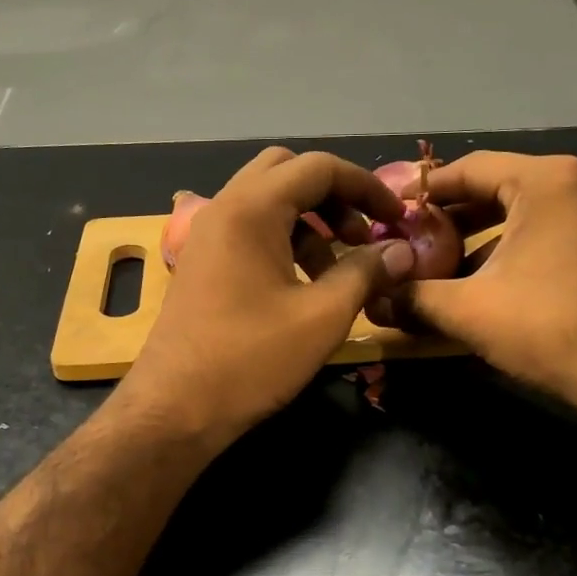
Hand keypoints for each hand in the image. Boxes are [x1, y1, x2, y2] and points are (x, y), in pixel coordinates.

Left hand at [116, 148, 416, 449]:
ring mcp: (207, 236)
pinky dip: (284, 240)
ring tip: (338, 269)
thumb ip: (365, 273)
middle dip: (334, 196)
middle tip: (361, 236)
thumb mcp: (322, 317)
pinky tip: (303, 284)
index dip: (366, 186)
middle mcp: (224, 209)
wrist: (174, 408)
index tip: (396, 219)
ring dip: (310, 221)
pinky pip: (249, 230)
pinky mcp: (202, 263)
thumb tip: (402, 251)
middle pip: (287, 173)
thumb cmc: (251, 360)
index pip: (318, 167)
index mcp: (251, 209)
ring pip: (267, 202)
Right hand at [388, 151, 576, 421]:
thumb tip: (372, 301)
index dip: (426, 191)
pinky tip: (499, 283)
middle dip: (455, 217)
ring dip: (487, 236)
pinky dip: (522, 248)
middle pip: (502, 188)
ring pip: (531, 212)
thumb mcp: (469, 311)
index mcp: (547, 181)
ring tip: (450, 266)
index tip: (394, 212)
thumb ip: (413, 298)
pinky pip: (558, 232)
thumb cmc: (551, 328)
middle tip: (416, 241)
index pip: (471, 168)